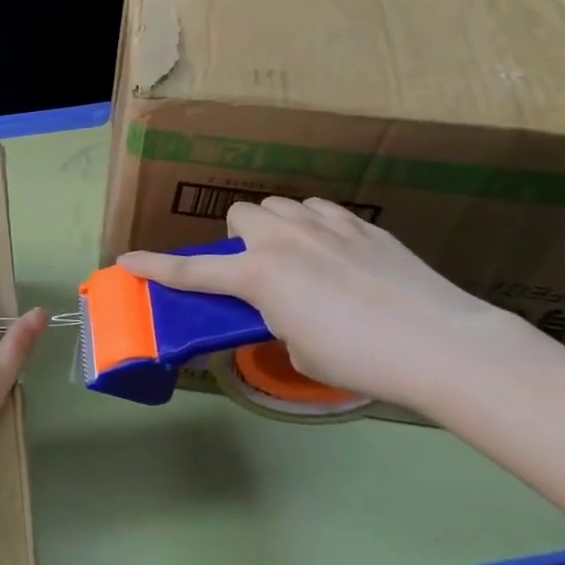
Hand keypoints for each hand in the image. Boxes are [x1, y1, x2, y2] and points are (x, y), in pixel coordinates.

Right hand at [117, 197, 540, 407]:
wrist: (439, 343)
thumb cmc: (360, 359)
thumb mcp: (300, 350)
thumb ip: (278, 320)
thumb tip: (286, 310)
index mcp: (258, 275)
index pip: (191, 272)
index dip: (154, 268)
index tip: (125, 260)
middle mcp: (281, 239)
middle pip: (239, 214)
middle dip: (240, 238)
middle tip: (259, 269)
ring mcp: (322, 224)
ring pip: (279, 206)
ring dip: (276, 227)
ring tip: (300, 257)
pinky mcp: (360, 224)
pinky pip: (320, 210)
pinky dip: (315, 225)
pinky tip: (337, 251)